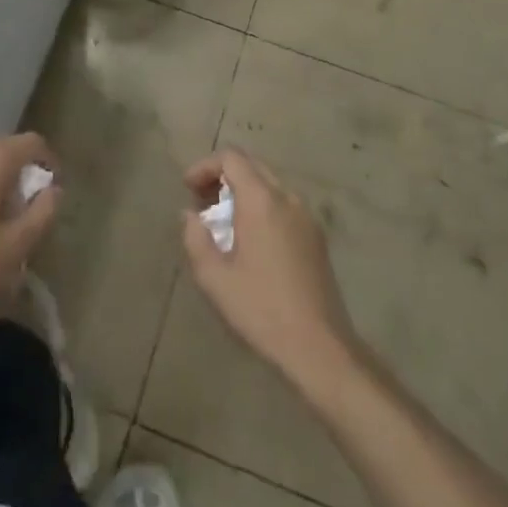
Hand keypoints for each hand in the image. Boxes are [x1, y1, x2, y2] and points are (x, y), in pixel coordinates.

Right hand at [181, 149, 360, 393]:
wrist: (320, 348)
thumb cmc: (262, 310)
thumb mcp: (215, 279)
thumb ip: (195, 239)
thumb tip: (190, 215)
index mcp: (262, 200)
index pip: (231, 158)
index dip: (205, 166)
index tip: (187, 188)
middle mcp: (287, 197)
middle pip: (252, 166)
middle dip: (222, 176)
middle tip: (201, 202)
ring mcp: (307, 216)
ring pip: (269, 184)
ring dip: (243, 191)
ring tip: (223, 222)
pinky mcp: (317, 236)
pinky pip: (284, 204)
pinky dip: (262, 206)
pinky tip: (251, 239)